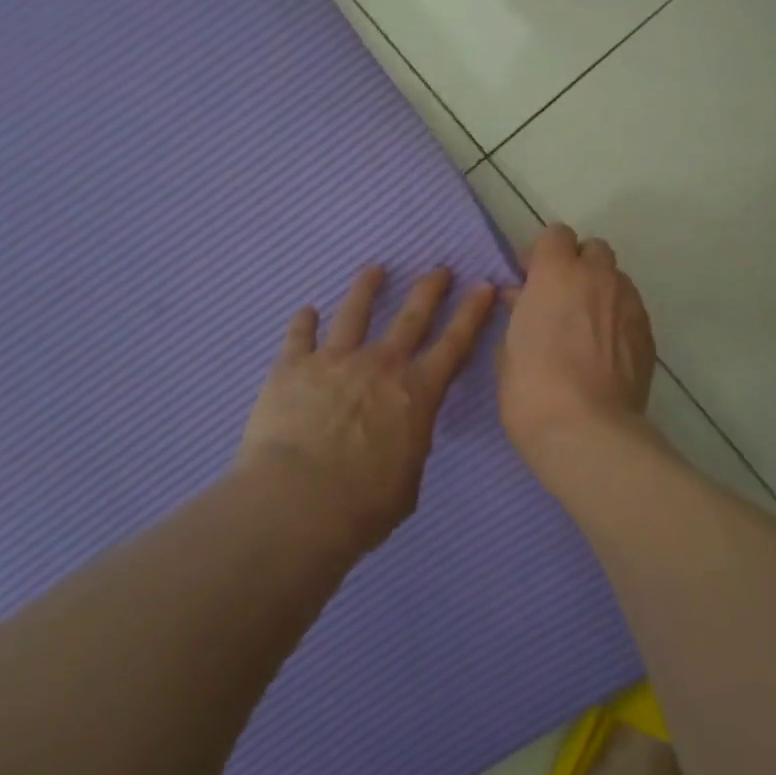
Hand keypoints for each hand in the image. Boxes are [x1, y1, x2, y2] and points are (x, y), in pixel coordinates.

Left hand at [239, 265, 497, 553]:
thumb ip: (408, 449)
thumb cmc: (362, 506)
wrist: (296, 504)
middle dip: (430, 289)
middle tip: (439, 268)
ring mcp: (335, 361)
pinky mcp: (292, 368)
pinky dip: (303, 322)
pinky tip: (306, 311)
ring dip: (367, 288)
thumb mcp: (407, 482)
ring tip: (374, 270)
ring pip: (354, 312)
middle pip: (411, 316)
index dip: (473, 313)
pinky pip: (299, 336)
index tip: (483, 286)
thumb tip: (401, 439)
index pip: (455, 343)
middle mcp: (380, 365)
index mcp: (417, 393)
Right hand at [497, 223, 655, 465]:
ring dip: (599, 291)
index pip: (556, 235)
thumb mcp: (509, 346)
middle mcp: (598, 277)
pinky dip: (617, 319)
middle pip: (593, 250)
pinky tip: (605, 350)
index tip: (530, 280)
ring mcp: (629, 303)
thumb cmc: (532, 388)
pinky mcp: (648, 333)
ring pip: (616, 279)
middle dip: (577, 266)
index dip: (542, 254)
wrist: (588, 431)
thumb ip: (519, 312)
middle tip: (560, 298)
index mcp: (557, 273)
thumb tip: (523, 298)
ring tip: (585, 326)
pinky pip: (630, 310)